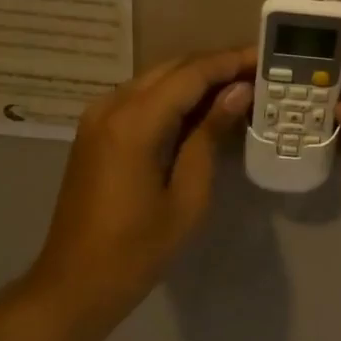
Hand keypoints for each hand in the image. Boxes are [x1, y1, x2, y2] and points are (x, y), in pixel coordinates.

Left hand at [25, 47, 253, 340]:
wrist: (76, 282)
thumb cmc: (138, 249)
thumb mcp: (188, 196)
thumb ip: (209, 136)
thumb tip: (237, 92)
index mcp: (134, 123)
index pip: (191, 74)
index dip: (230, 62)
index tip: (265, 58)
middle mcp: (111, 106)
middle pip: (172, 68)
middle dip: (215, 66)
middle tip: (258, 73)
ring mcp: (98, 117)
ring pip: (155, 80)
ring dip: (195, 79)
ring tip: (238, 89)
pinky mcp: (95, 131)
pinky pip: (140, 98)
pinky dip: (173, 96)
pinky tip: (201, 110)